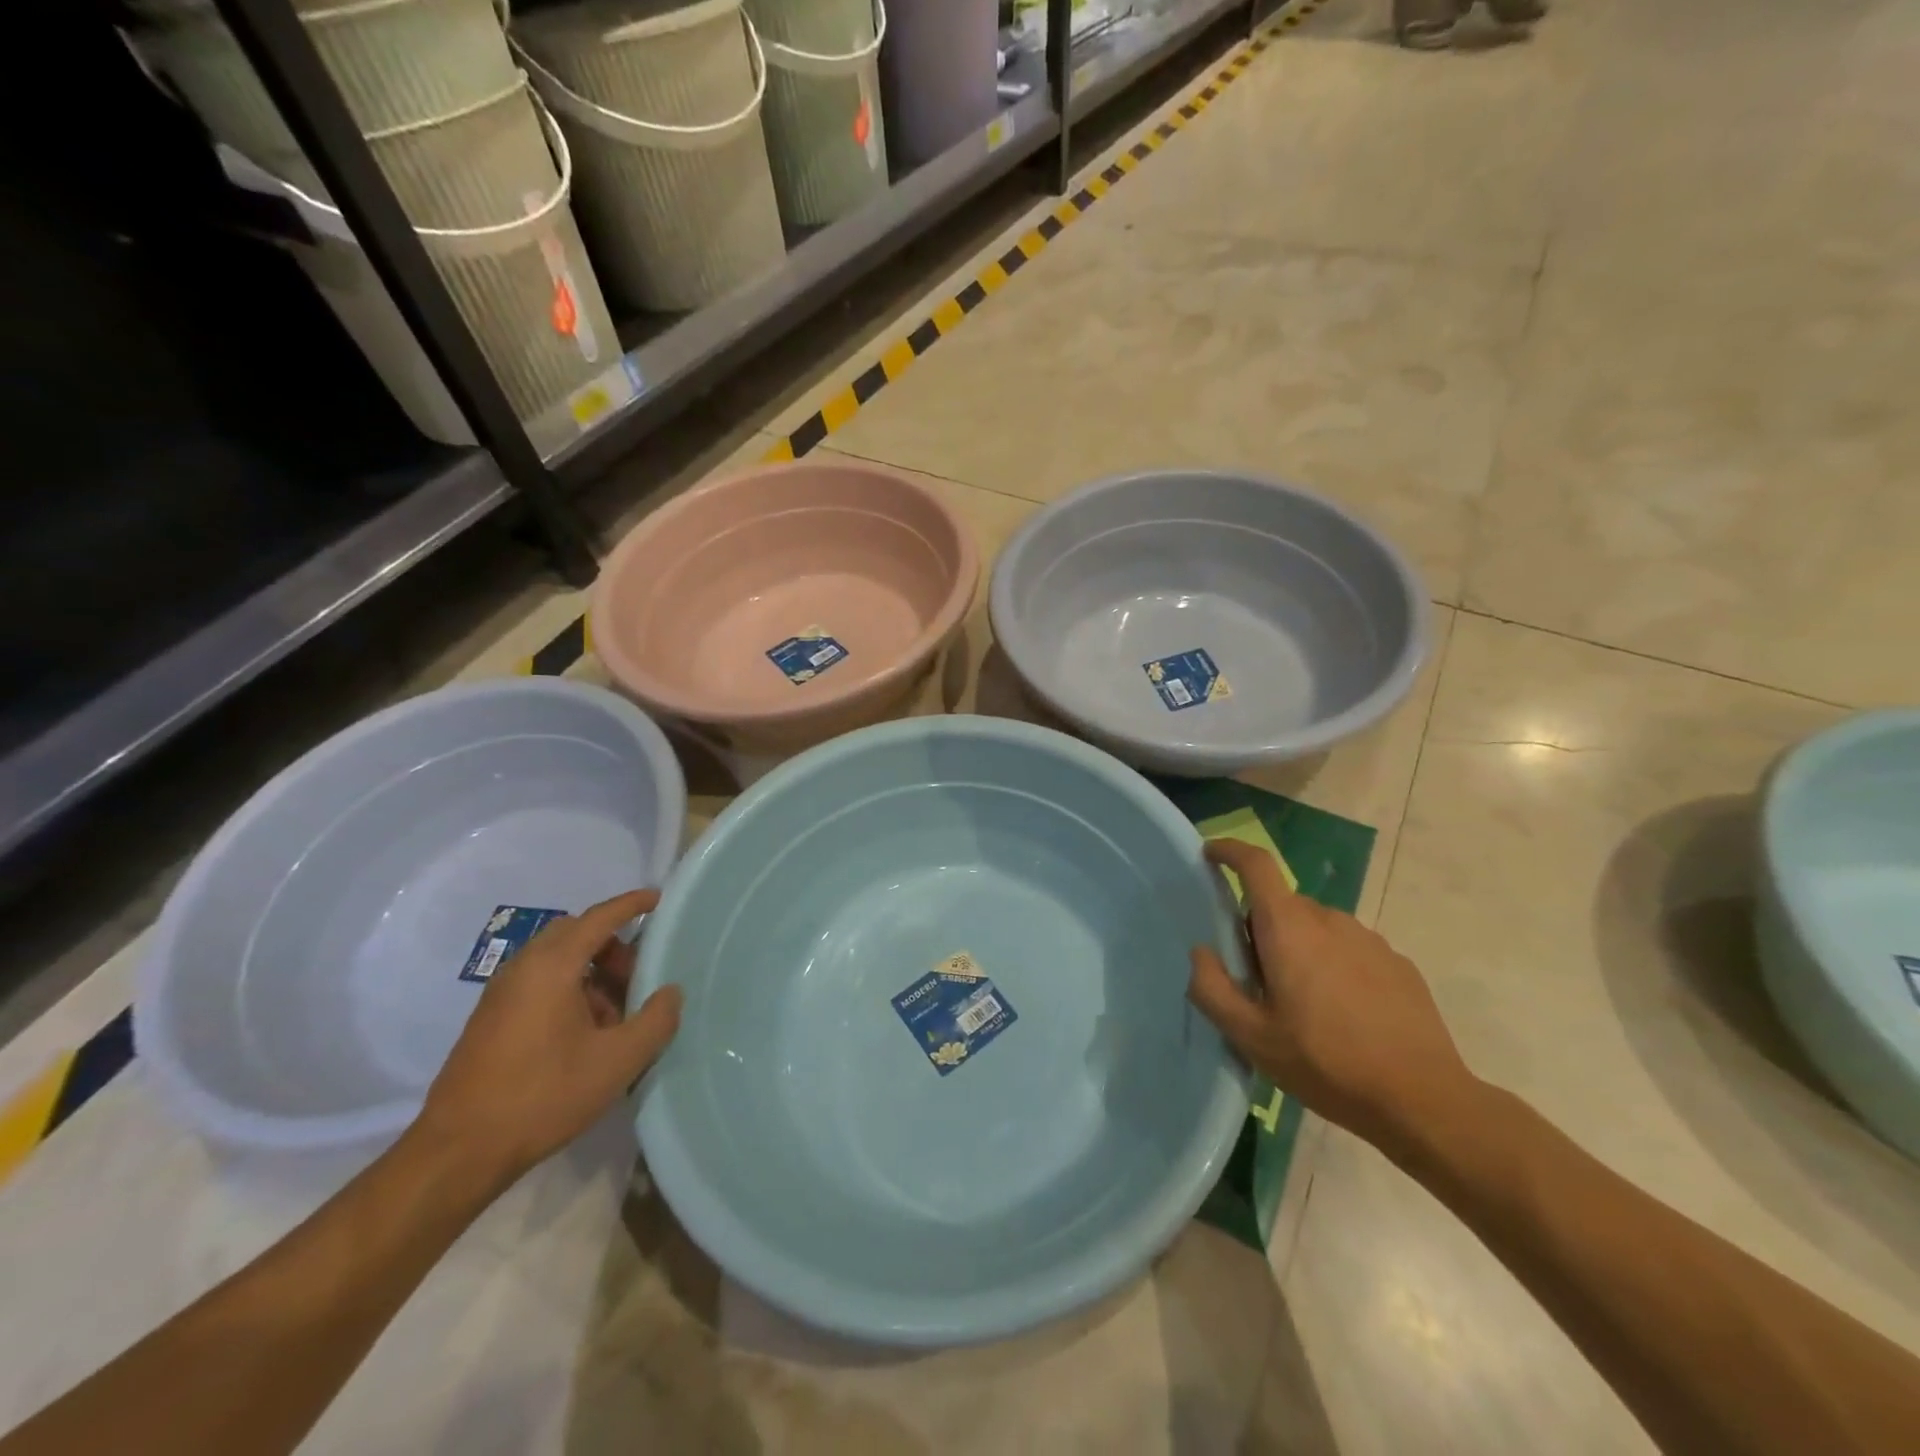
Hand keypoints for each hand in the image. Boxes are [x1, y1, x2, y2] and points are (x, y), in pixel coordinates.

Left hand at [415, 889, 681, 1187]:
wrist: (459, 1152)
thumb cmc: (544, 1096)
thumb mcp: (618, 1061)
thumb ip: (656, 1020)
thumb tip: (671, 992)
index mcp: (552, 966)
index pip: (599, 918)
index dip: (631, 904)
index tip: (657, 898)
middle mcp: (523, 968)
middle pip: (575, 933)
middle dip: (613, 945)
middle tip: (638, 977)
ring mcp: (501, 994)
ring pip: (557, 960)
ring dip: (592, 972)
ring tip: (616, 1015)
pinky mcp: (490, 1020)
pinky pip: (539, 983)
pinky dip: (570, 990)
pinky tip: (585, 1035)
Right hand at [1187, 839, 1475, 1155]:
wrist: (1423, 1100)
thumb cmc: (1325, 1062)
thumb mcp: (1251, 1037)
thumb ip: (1212, 988)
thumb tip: (1202, 952)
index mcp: (1288, 927)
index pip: (1256, 865)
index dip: (1230, 851)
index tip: (1211, 855)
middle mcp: (1329, 919)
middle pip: (1282, 905)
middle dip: (1261, 929)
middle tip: (1256, 981)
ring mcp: (1369, 939)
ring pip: (1316, 928)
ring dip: (1299, 950)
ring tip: (1302, 1006)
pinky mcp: (1397, 963)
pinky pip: (1349, 949)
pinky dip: (1333, 967)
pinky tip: (1343, 1016)